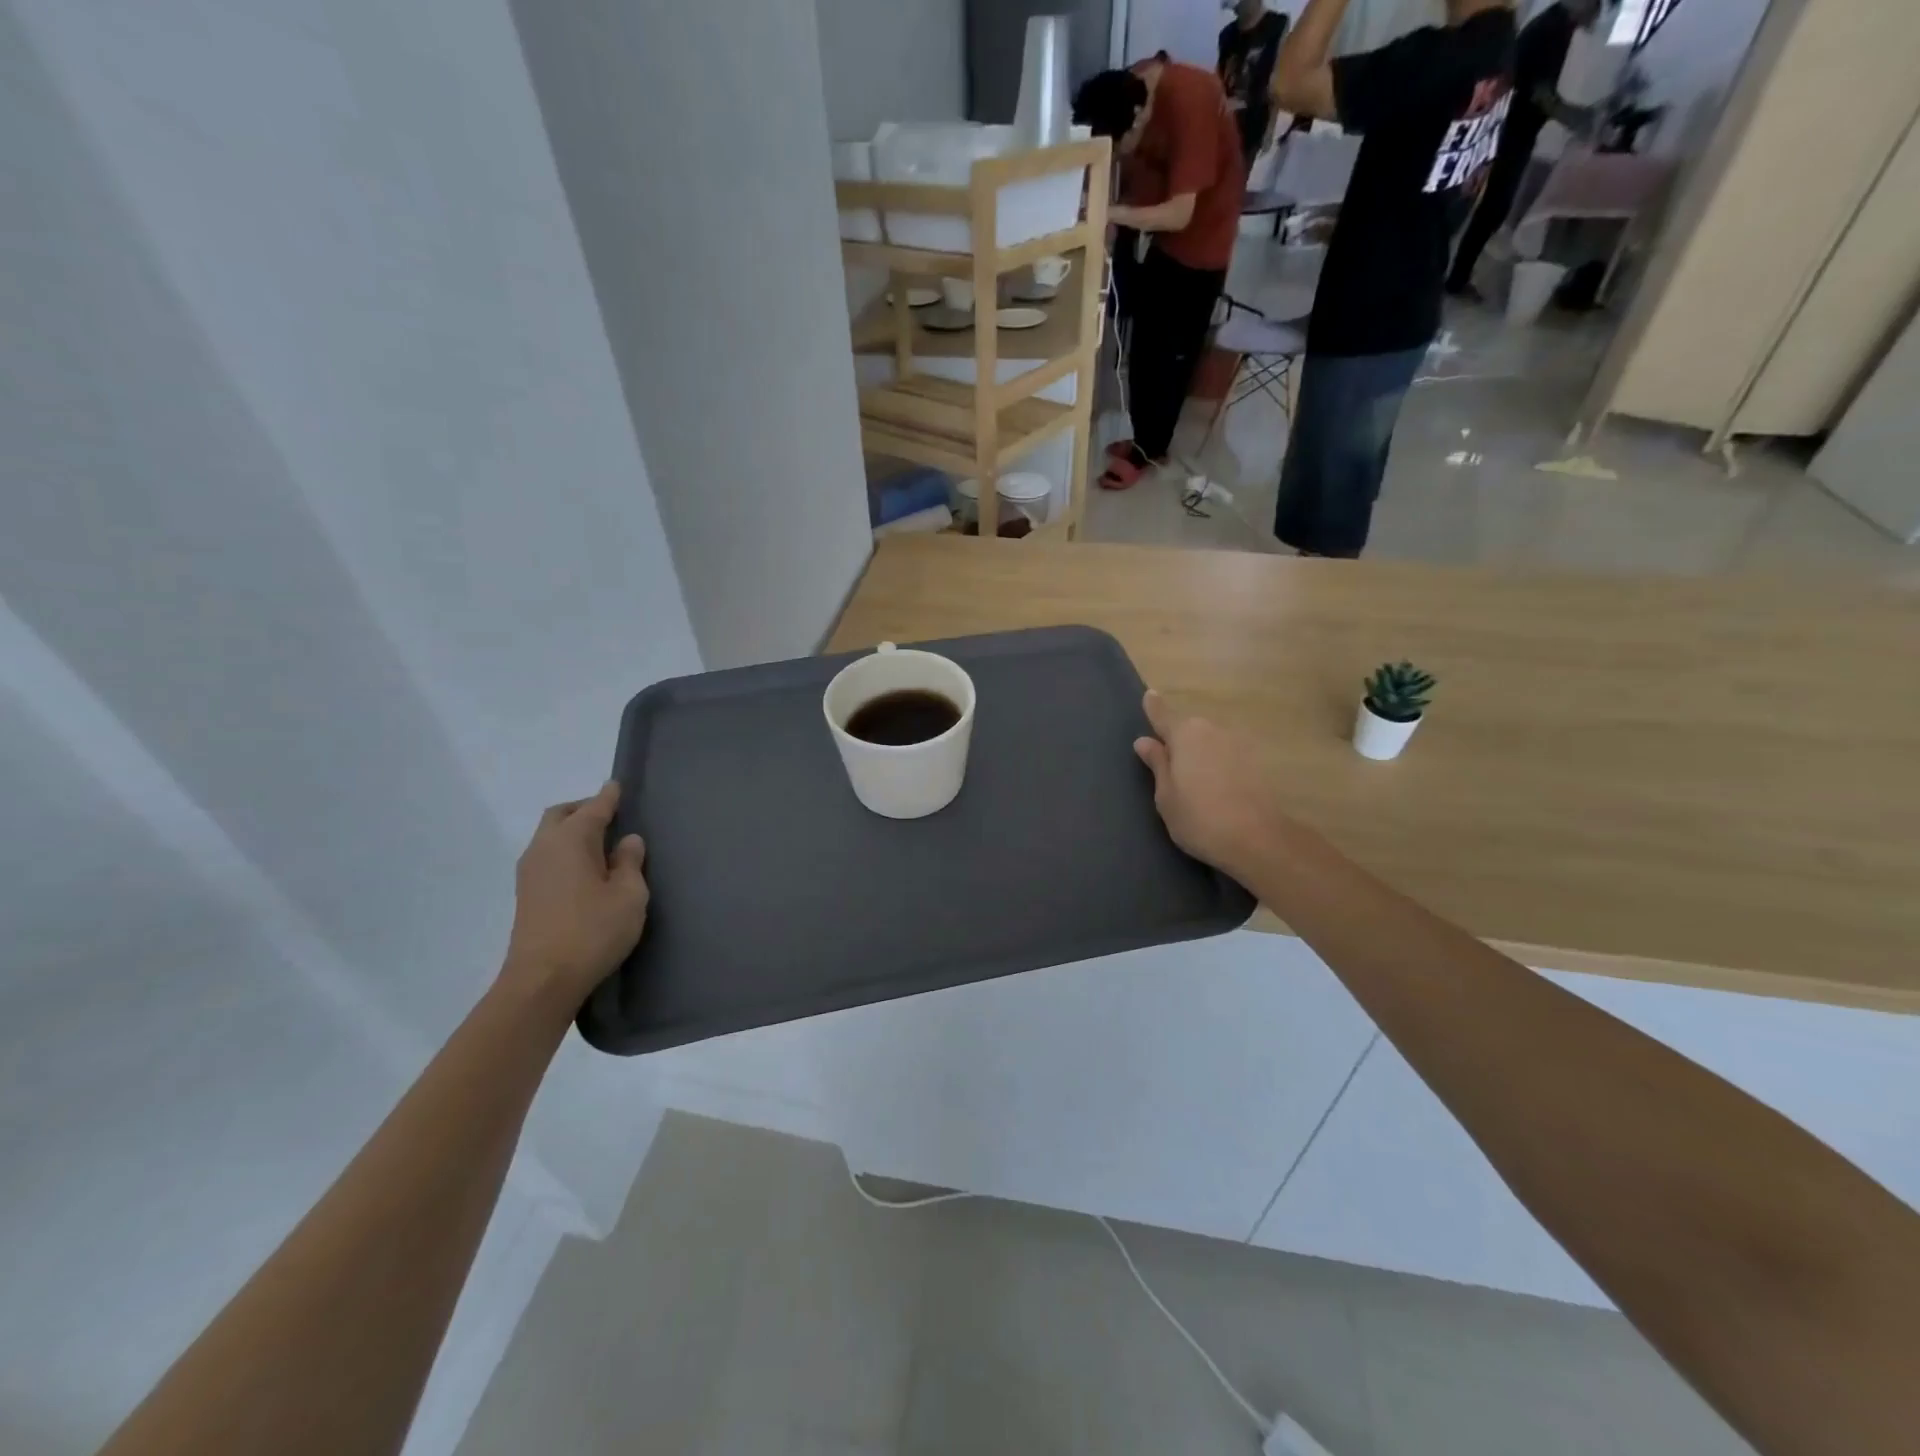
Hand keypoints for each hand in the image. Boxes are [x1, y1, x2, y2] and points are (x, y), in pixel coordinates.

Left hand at [500, 782, 648, 1009]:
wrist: (543, 980)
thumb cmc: (593, 931)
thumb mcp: (629, 895)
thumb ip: (630, 863)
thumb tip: (627, 841)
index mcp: (571, 840)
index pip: (594, 808)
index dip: (608, 797)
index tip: (618, 786)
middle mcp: (544, 848)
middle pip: (562, 815)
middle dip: (585, 810)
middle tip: (611, 816)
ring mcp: (530, 872)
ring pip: (550, 836)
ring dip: (573, 832)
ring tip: (602, 844)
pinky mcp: (526, 894)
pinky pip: (547, 856)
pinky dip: (565, 851)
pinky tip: (585, 869)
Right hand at [1133, 691, 1287, 880]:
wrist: (1257, 839)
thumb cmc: (1199, 818)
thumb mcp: (1166, 795)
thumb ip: (1157, 763)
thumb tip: (1145, 741)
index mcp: (1186, 735)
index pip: (1163, 715)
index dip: (1154, 707)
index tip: (1149, 695)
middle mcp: (1212, 730)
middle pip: (1189, 729)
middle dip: (1178, 740)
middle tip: (1168, 766)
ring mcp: (1238, 744)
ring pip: (1210, 742)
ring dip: (1200, 754)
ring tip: (1194, 782)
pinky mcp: (1256, 762)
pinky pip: (1227, 755)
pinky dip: (1218, 764)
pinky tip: (1216, 788)